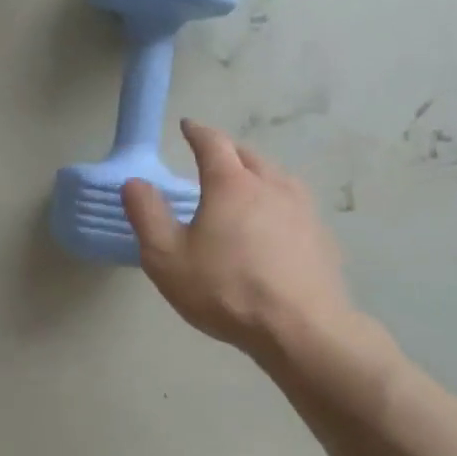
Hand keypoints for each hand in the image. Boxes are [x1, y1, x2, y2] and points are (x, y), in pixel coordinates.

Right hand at [123, 120, 361, 362]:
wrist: (301, 329)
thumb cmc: (225, 289)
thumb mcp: (166, 256)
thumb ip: (147, 215)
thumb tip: (135, 183)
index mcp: (231, 184)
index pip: (213, 143)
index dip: (197, 132)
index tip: (187, 125)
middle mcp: (271, 186)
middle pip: (248, 155)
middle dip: (227, 151)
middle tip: (211, 158)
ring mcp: (303, 210)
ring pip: (276, 177)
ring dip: (255, 174)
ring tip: (242, 188)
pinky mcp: (321, 237)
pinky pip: (294, 205)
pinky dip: (276, 202)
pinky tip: (272, 226)